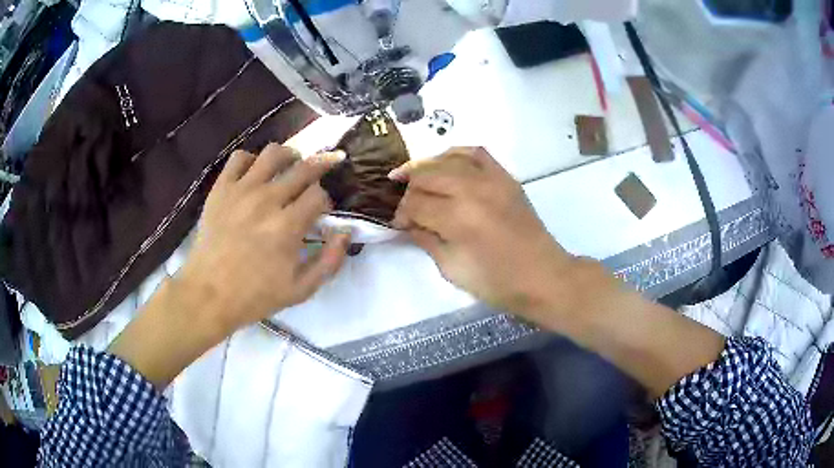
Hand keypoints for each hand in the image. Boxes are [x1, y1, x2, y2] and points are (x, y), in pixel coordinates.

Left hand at [180, 144, 350, 331]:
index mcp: (288, 226)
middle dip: (320, 166)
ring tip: (290, 166)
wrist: (209, 294)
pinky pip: (239, 158)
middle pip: (304, 167)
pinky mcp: (221, 189)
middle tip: (323, 170)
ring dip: (289, 156)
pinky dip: (252, 160)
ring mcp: (241, 191)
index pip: (319, 195)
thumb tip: (346, 232)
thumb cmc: (255, 295)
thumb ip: (330, 261)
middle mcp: (267, 200)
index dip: (325, 202)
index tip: (319, 214)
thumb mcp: (301, 290)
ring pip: (273, 153)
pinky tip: (255, 174)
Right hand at [392, 147, 725, 398]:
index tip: (398, 224)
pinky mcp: (505, 178)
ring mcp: (492, 179)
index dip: (401, 214)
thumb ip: (427, 240)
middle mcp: (473, 190)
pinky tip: (445, 163)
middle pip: (426, 176)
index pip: (415, 205)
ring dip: (426, 166)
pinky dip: (456, 153)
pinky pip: (476, 153)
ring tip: (412, 176)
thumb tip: (407, 223)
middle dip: (409, 188)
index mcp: (458, 218)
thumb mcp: (453, 269)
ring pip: (447, 159)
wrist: (544, 277)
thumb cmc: (498, 283)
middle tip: (403, 204)